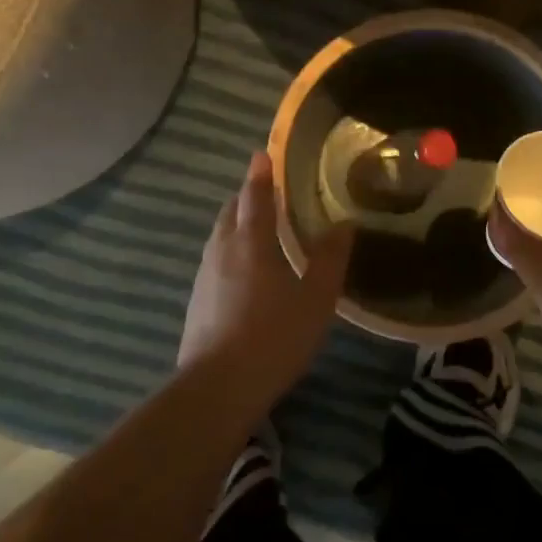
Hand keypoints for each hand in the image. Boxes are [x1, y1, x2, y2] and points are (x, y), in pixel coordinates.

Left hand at [177, 151, 355, 400]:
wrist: (217, 388)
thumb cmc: (273, 337)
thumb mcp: (316, 300)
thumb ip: (330, 260)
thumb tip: (344, 225)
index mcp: (250, 242)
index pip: (254, 196)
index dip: (260, 173)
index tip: (263, 154)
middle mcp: (222, 250)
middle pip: (231, 211)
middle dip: (247, 196)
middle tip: (268, 192)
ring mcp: (204, 275)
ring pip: (220, 236)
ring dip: (237, 223)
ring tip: (258, 228)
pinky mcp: (197, 300)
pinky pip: (215, 259)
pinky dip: (230, 250)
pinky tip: (244, 271)